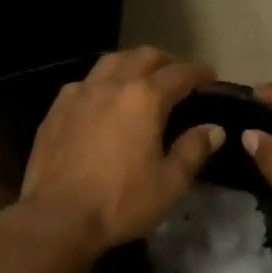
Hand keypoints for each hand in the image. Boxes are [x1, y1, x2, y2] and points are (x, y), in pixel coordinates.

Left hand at [18, 48, 221, 260]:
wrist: (57, 216)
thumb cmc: (120, 201)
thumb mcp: (169, 184)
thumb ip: (193, 150)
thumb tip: (214, 129)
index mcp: (144, 98)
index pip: (179, 73)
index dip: (198, 72)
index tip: (209, 75)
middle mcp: (113, 84)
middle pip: (144, 56)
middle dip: (166, 61)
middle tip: (178, 74)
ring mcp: (81, 91)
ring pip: (111, 61)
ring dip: (132, 62)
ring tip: (141, 76)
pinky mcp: (58, 106)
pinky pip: (85, 81)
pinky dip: (102, 81)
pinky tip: (102, 98)